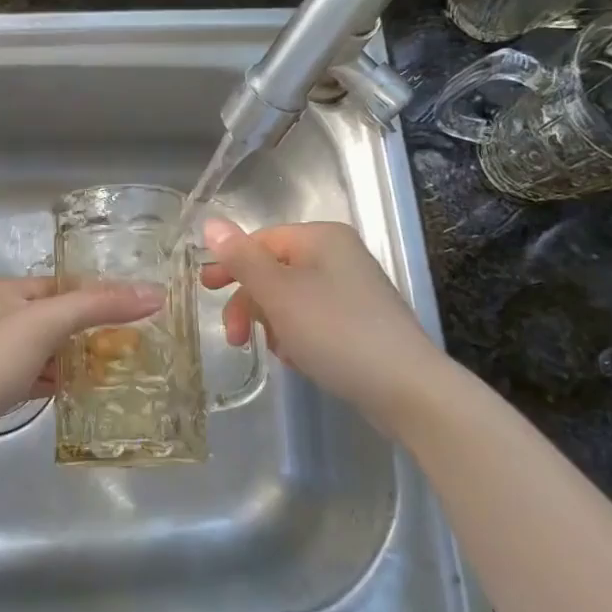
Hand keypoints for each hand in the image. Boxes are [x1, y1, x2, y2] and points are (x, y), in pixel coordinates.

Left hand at [0, 276, 164, 485]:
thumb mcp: (45, 323)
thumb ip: (98, 305)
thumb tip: (154, 293)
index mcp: (2, 290)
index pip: (61, 284)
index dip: (98, 295)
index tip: (138, 311)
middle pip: (53, 317)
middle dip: (90, 330)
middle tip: (133, 345)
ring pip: (43, 350)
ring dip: (74, 359)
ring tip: (116, 370)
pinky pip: (31, 377)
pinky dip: (54, 382)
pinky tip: (79, 393)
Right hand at [199, 219, 437, 421]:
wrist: (406, 388)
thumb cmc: (336, 331)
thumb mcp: (279, 293)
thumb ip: (241, 258)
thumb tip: (210, 222)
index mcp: (321, 238)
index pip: (261, 240)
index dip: (230, 264)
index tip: (204, 291)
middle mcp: (339, 255)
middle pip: (274, 270)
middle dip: (251, 303)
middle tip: (236, 337)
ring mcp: (353, 289)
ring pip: (290, 299)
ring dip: (273, 324)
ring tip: (278, 352)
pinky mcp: (360, 322)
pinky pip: (313, 320)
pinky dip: (298, 337)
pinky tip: (300, 360)